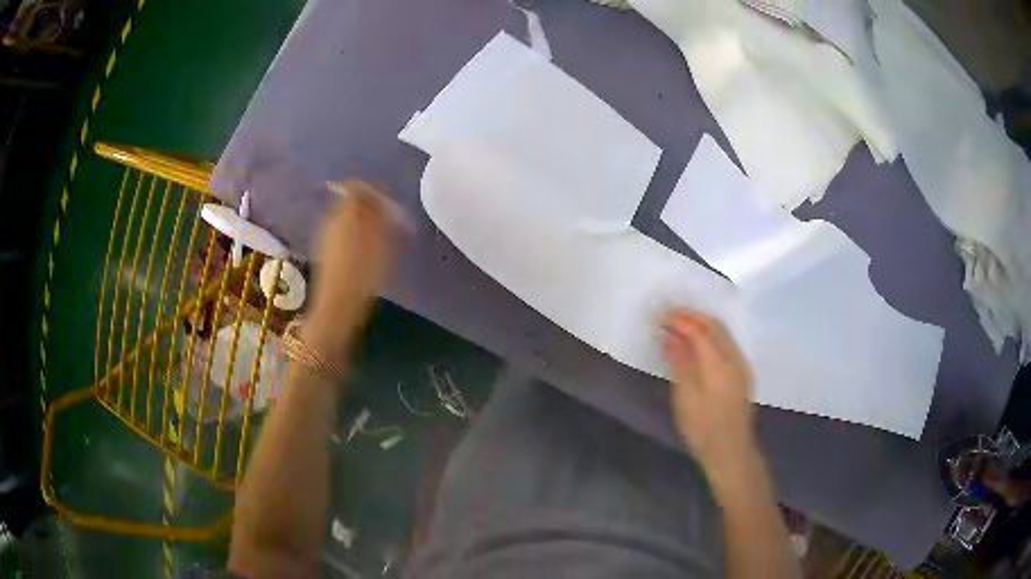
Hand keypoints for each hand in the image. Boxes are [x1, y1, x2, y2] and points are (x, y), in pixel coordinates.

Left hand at [302, 181, 397, 368]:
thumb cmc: (362, 274)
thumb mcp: (379, 240)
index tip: (391, 208)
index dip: (376, 193)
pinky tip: (368, 256)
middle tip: (391, 225)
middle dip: (372, 210)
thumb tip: (379, 194)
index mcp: (344, 214)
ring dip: (366, 225)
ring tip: (383, 242)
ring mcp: (326, 237)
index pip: (357, 188)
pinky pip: (344, 235)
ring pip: (348, 219)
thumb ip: (379, 213)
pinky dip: (358, 238)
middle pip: (352, 203)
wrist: (338, 307)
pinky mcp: (326, 253)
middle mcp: (331, 221)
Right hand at [662, 309, 757, 484]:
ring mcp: (742, 365)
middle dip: (692, 317)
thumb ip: (679, 363)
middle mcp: (734, 358)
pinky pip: (727, 343)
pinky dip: (711, 336)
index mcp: (719, 364)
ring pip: (723, 333)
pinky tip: (699, 345)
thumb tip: (670, 336)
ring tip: (681, 326)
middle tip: (669, 316)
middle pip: (714, 326)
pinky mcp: (743, 374)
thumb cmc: (703, 428)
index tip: (660, 318)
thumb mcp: (685, 397)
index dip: (680, 321)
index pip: (699, 330)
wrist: (730, 451)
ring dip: (702, 324)